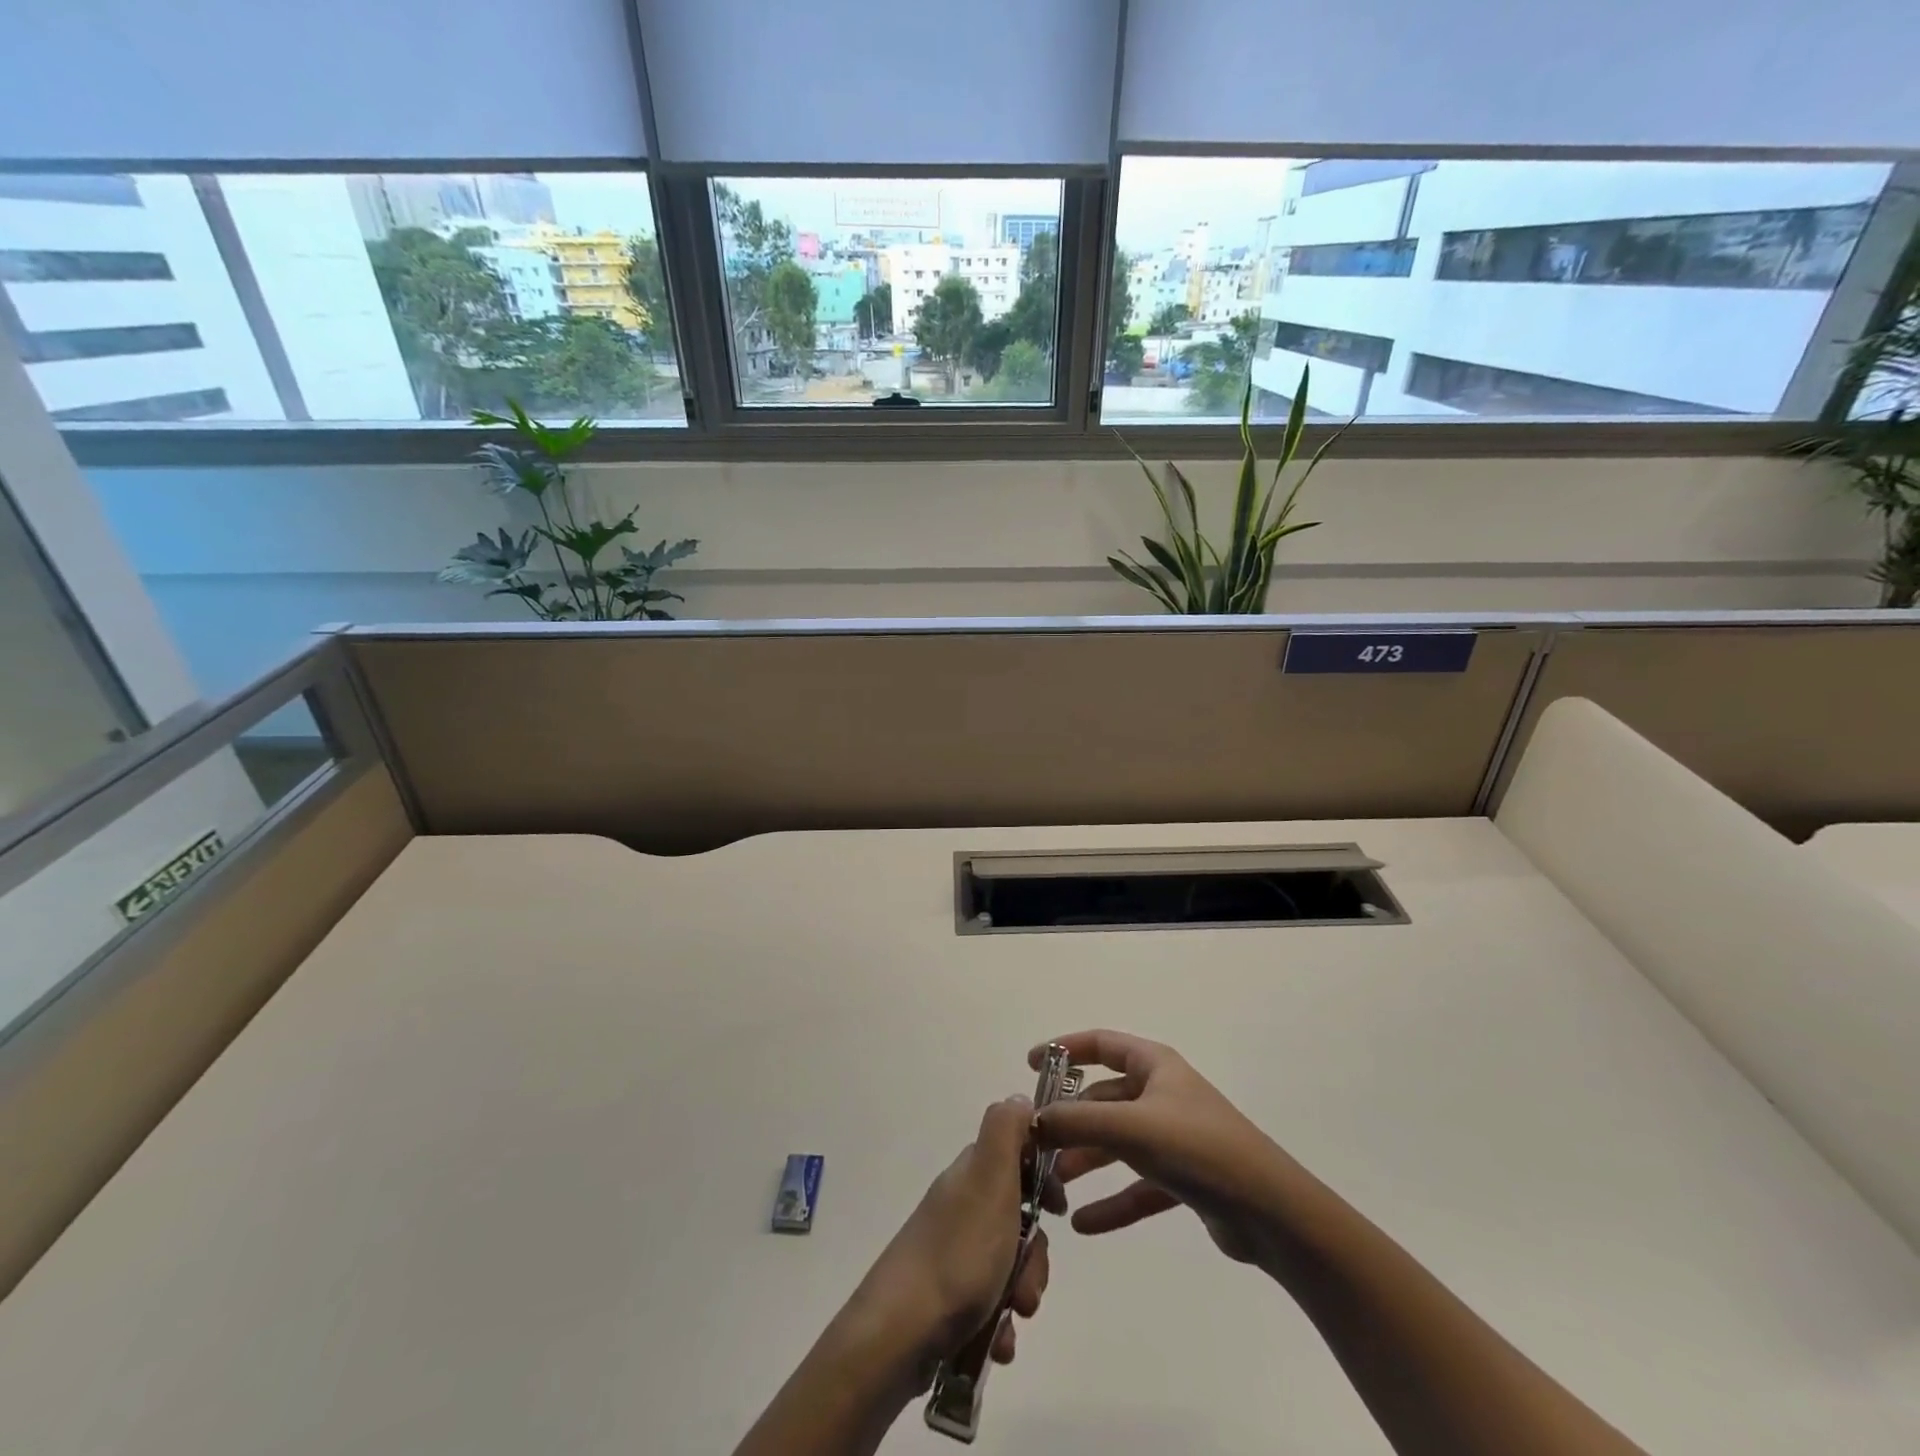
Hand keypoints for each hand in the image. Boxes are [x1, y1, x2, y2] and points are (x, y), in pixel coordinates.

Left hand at [849, 1096, 1055, 1380]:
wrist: (899, 1335)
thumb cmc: (957, 1255)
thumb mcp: (989, 1180)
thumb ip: (1006, 1132)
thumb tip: (1018, 1097)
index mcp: (971, 1175)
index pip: (1017, 1155)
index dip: (1044, 1178)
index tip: (1058, 1208)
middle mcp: (961, 1206)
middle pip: (1018, 1217)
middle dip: (1035, 1254)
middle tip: (1029, 1282)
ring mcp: (951, 1252)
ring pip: (1009, 1264)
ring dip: (1021, 1292)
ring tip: (1013, 1317)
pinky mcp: (946, 1296)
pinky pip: (989, 1303)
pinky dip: (999, 1325)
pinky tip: (996, 1344)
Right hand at [1031, 1030, 1295, 1268]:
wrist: (1271, 1212)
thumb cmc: (1198, 1148)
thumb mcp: (1130, 1128)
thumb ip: (1076, 1122)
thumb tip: (1029, 1120)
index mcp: (1154, 1066)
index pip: (1100, 1044)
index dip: (1064, 1050)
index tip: (1031, 1066)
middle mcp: (1162, 1094)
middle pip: (1104, 1099)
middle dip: (1070, 1121)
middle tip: (1038, 1144)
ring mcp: (1174, 1137)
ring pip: (1117, 1143)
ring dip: (1086, 1161)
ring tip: (1054, 1187)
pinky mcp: (1184, 1179)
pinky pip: (1137, 1185)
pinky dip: (1112, 1201)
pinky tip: (1083, 1225)